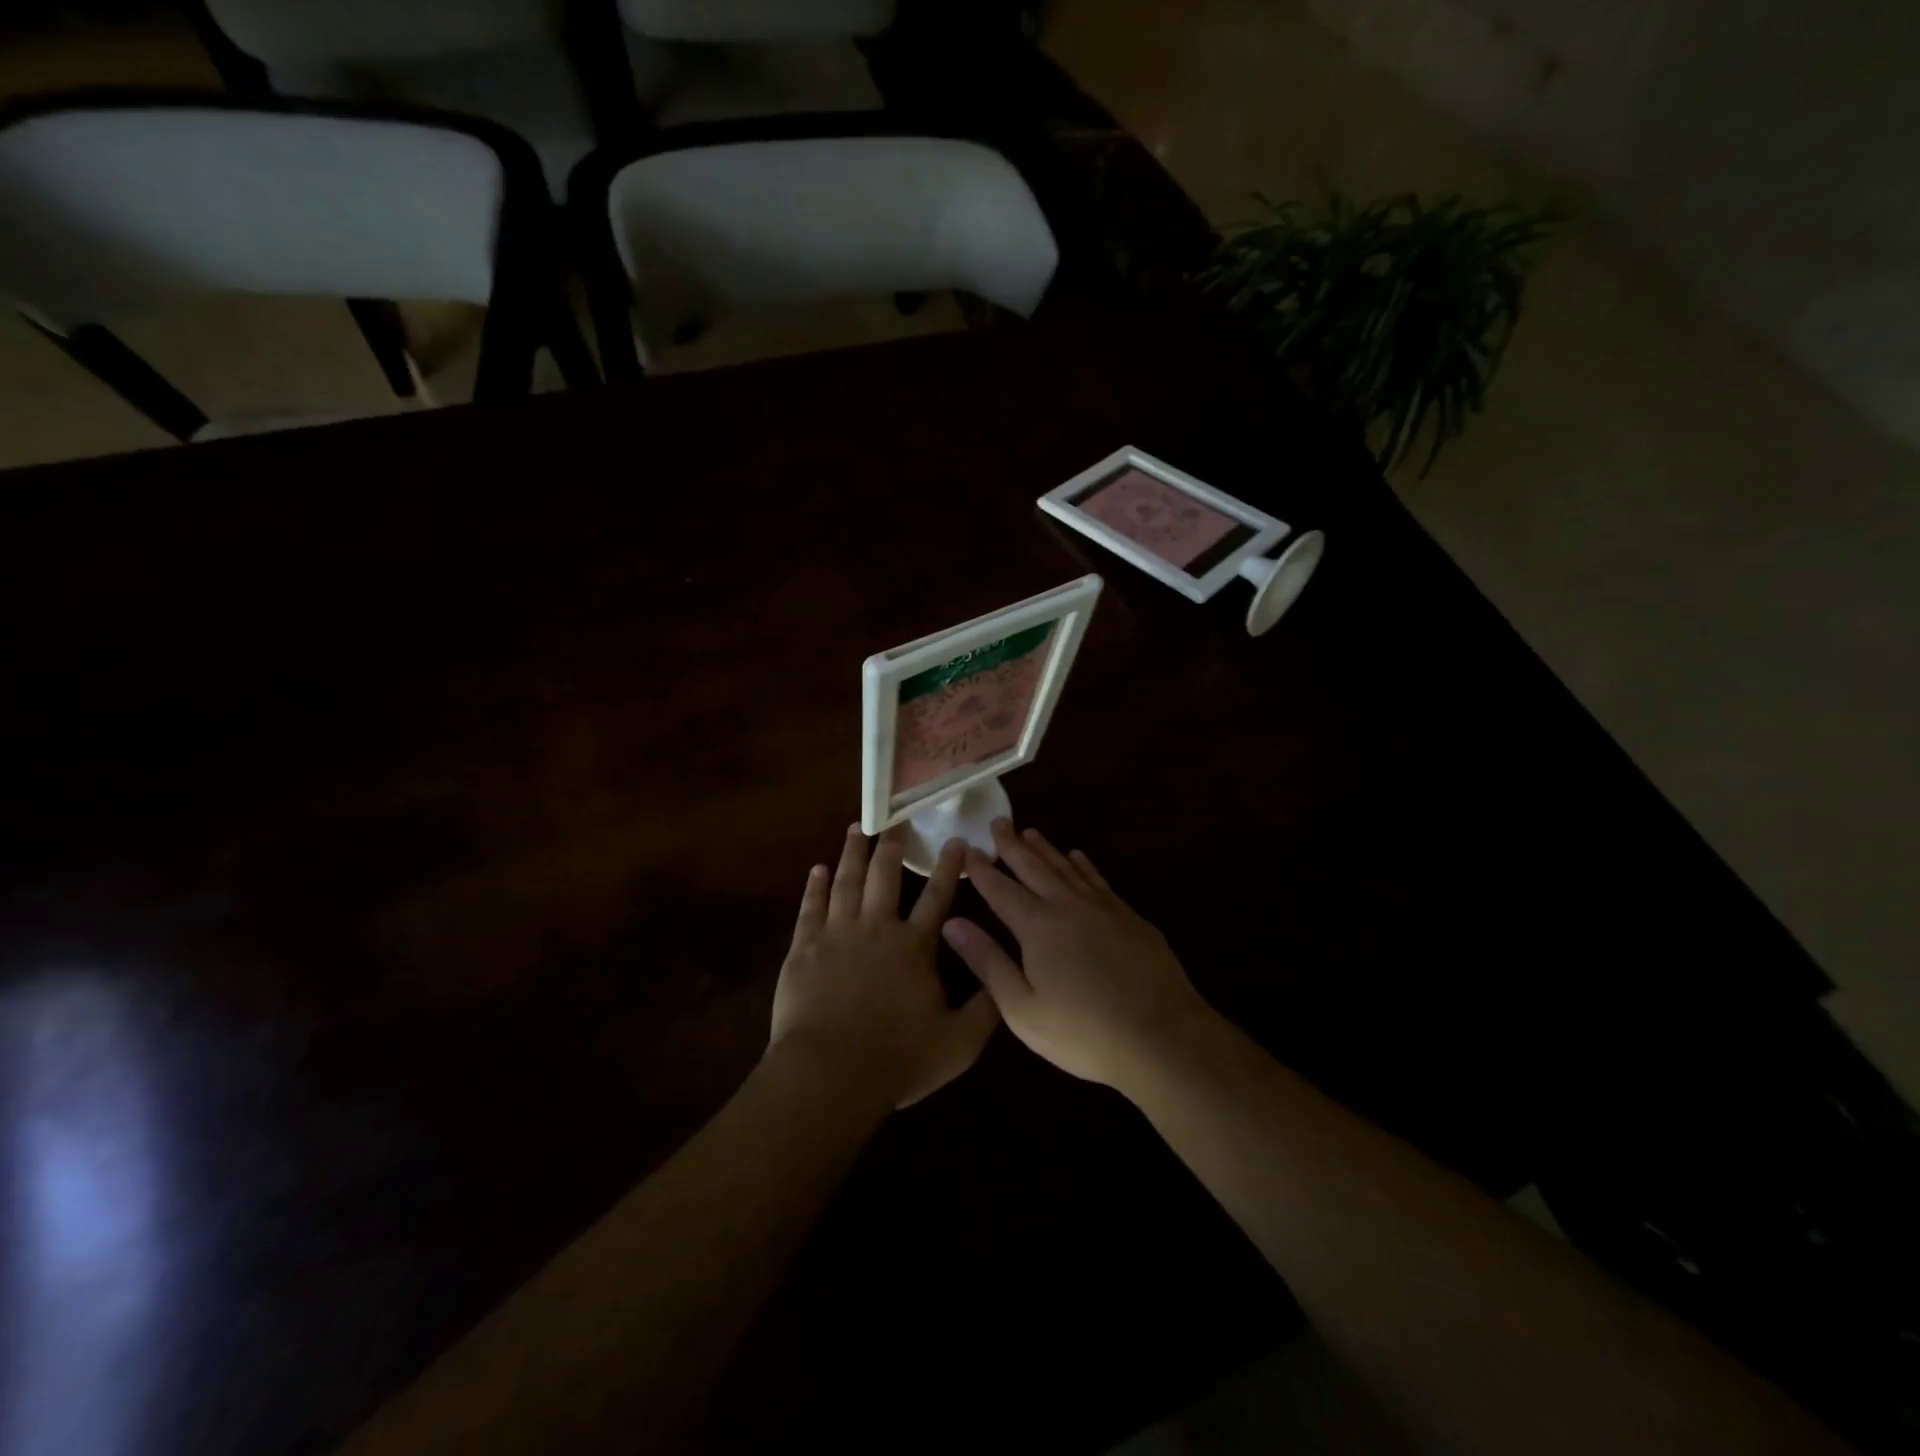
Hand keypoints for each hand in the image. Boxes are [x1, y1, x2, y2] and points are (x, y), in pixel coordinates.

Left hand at [769, 824, 999, 1109]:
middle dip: (893, 845)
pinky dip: (815, 886)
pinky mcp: (804, 948)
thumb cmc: (898, 1059)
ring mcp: (837, 934)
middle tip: (896, 819)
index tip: (955, 840)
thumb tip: (1005, 978)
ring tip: (857, 828)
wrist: (830, 1074)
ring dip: (853, 853)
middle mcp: (877, 928)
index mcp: (914, 946)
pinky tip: (818, 869)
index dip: (948, 867)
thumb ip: (986, 1007)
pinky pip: (810, 907)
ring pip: (846, 881)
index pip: (937, 896)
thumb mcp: (959, 1042)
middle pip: (885, 875)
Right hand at [940, 819, 1213, 1090]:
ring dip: (1045, 849)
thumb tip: (952, 923)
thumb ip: (987, 962)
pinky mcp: (1130, 917)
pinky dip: (1083, 865)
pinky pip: (1098, 879)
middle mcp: (1067, 906)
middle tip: (998, 823)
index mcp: (1037, 927)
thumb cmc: (1083, 1033)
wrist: (1162, 1037)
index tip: (967, 848)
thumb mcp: (1022, 1009)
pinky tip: (1077, 857)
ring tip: (1030, 832)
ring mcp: (1103, 908)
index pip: (1001, 889)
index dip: (981, 869)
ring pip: (1066, 868)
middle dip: (1012, 846)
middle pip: (1034, 868)